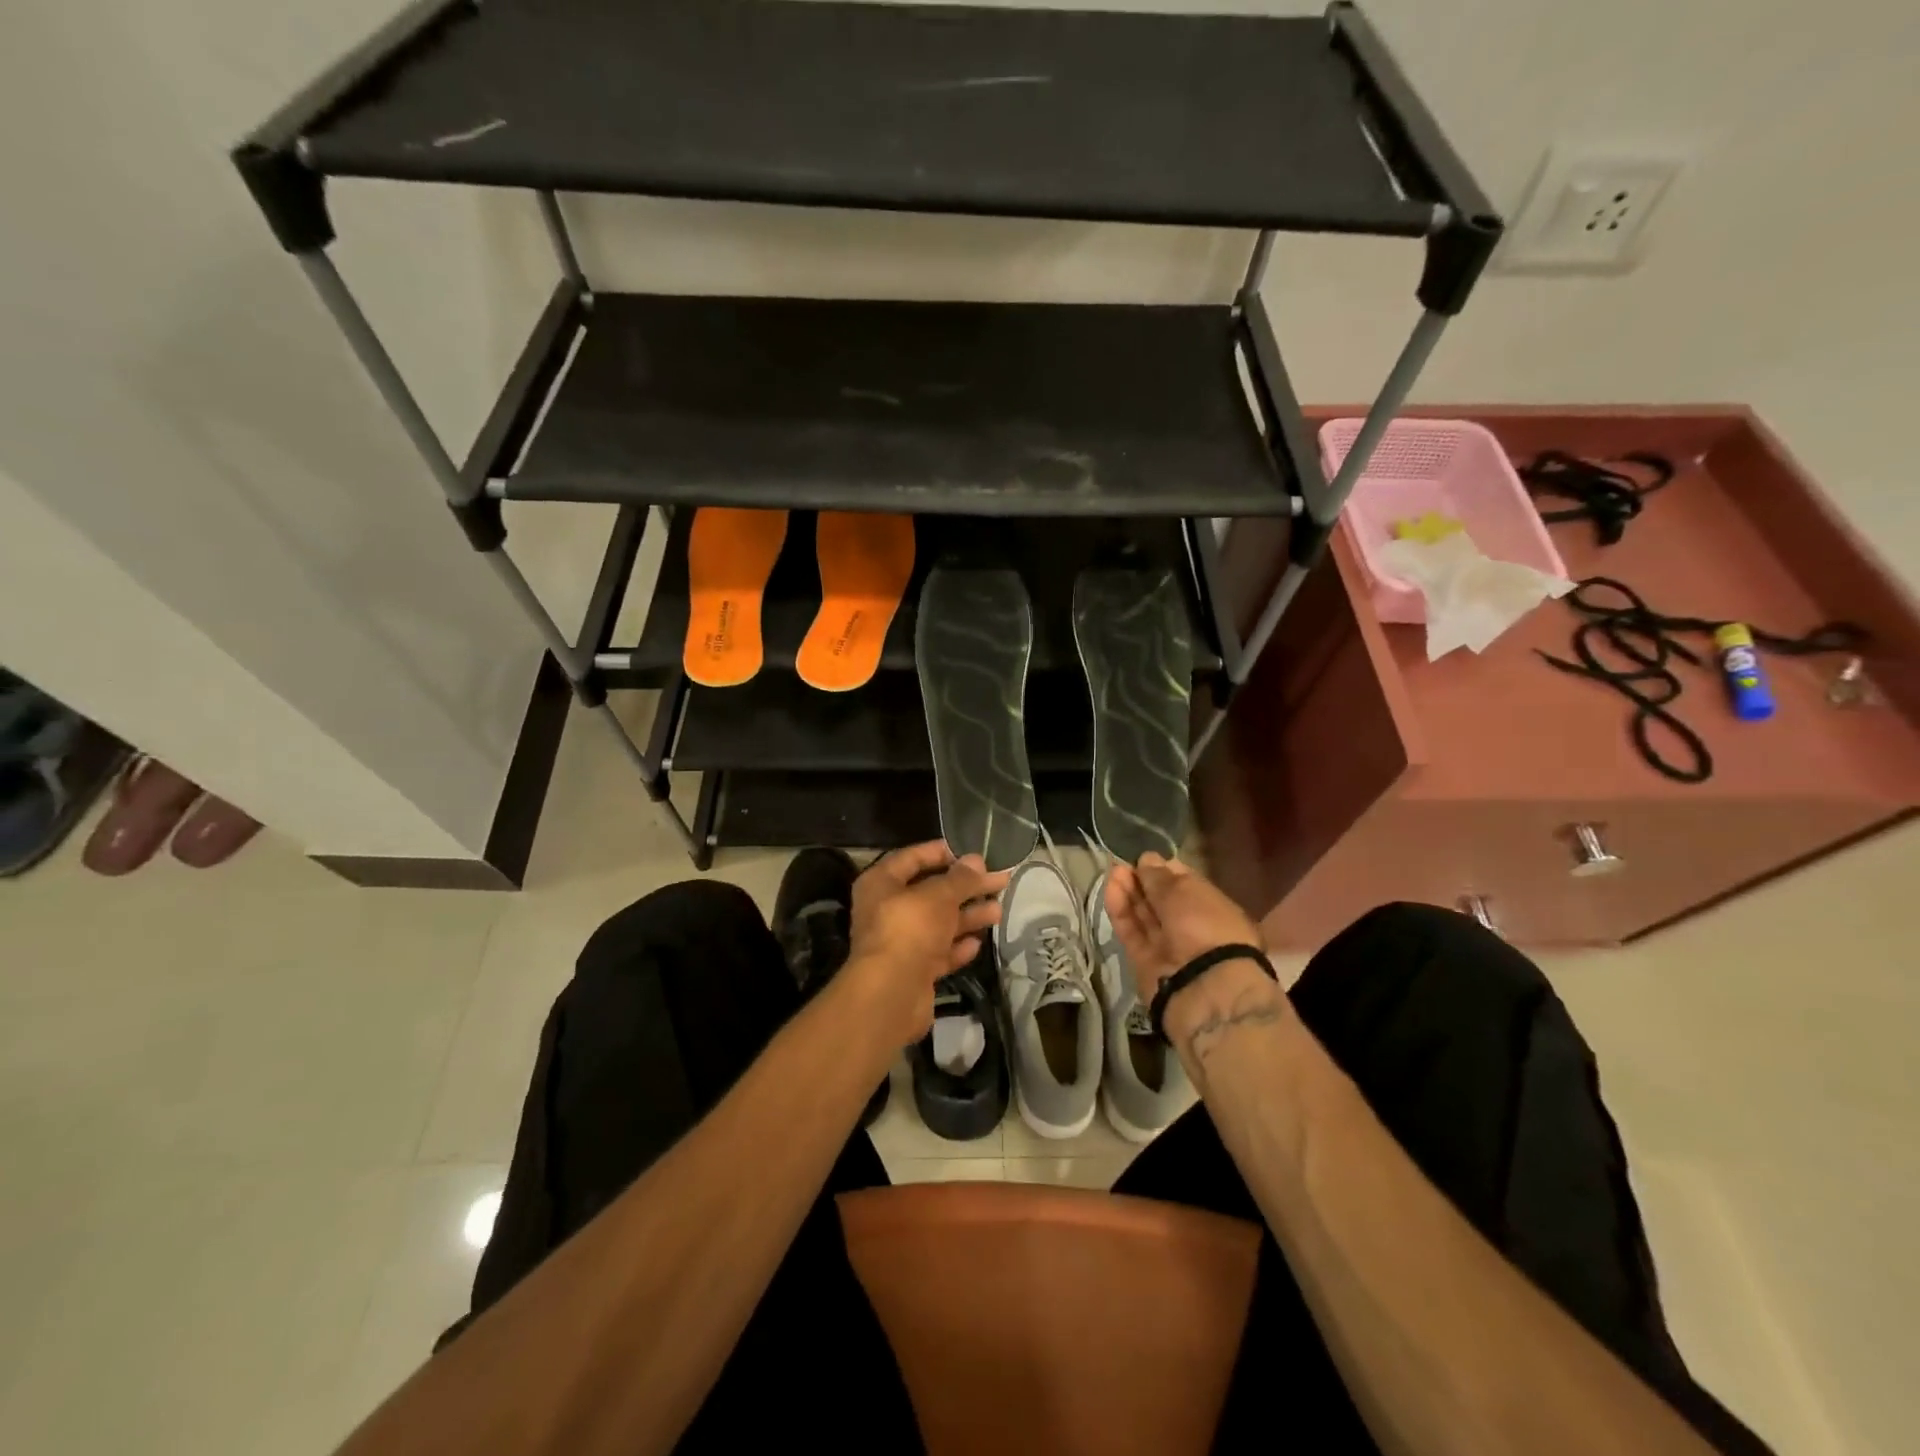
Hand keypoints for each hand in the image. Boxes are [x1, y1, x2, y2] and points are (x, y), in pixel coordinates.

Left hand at [841, 841, 1009, 1045]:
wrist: (891, 994)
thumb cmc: (910, 929)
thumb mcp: (939, 895)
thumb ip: (960, 878)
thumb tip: (976, 861)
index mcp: (881, 884)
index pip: (912, 858)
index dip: (942, 852)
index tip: (972, 853)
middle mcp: (887, 910)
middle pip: (931, 892)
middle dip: (966, 887)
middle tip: (1000, 881)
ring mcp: (900, 942)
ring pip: (939, 923)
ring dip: (968, 916)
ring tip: (998, 911)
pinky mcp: (913, 970)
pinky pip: (939, 952)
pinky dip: (957, 946)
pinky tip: (977, 943)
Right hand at [1104, 852, 1268, 1012]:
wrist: (1204, 987)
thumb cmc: (1204, 925)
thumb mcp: (1184, 891)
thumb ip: (1159, 876)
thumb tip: (1147, 859)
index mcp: (1212, 908)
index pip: (1185, 884)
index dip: (1165, 869)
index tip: (1145, 858)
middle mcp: (1190, 927)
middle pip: (1161, 900)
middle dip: (1143, 880)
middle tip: (1124, 863)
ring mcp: (1167, 946)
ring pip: (1144, 915)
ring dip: (1129, 892)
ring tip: (1114, 871)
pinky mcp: (1144, 961)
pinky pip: (1132, 932)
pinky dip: (1121, 911)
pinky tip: (1111, 889)